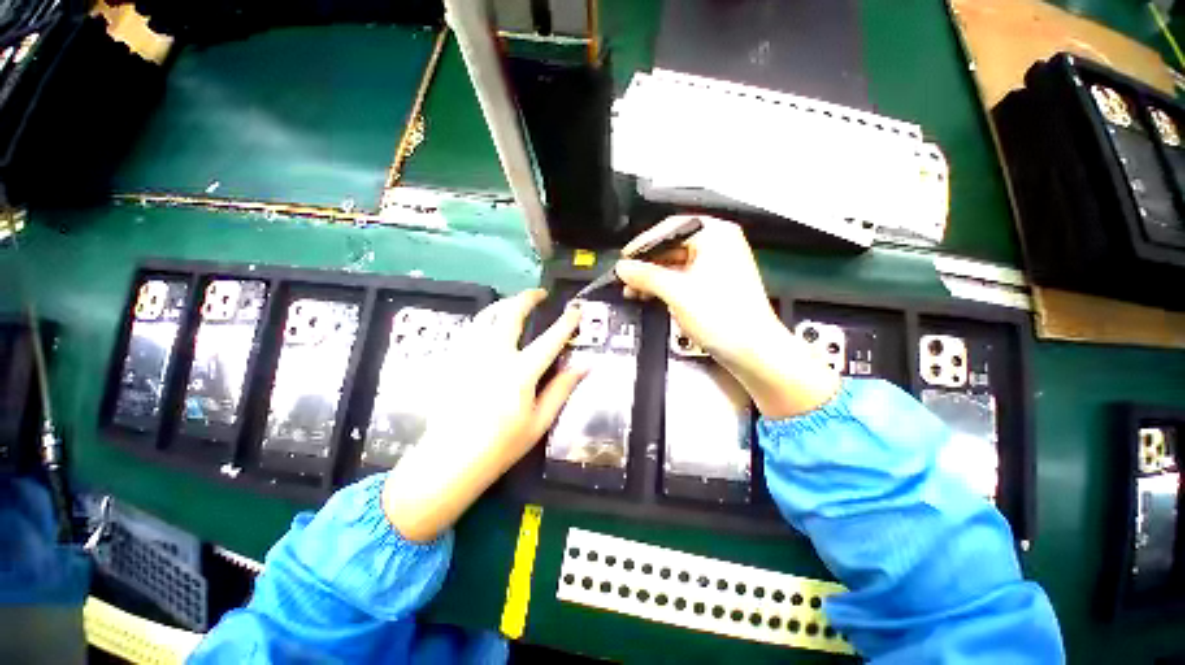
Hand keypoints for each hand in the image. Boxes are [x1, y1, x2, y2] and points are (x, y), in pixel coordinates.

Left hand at [383, 289, 583, 541]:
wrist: (450, 462)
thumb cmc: (501, 446)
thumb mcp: (539, 422)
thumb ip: (561, 389)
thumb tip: (584, 366)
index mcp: (520, 373)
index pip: (550, 339)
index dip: (566, 323)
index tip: (576, 311)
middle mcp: (494, 356)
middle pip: (511, 314)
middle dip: (527, 298)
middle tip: (538, 294)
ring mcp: (469, 355)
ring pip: (486, 315)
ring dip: (503, 304)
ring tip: (514, 303)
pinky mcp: (453, 361)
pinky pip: (469, 329)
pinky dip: (484, 319)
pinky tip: (489, 324)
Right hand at [616, 215, 839, 418]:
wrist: (752, 351)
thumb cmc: (722, 317)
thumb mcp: (677, 292)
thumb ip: (646, 276)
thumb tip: (622, 268)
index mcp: (716, 235)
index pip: (670, 228)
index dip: (643, 243)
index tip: (625, 258)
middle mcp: (719, 245)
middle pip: (672, 247)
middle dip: (647, 265)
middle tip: (627, 278)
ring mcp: (719, 266)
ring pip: (677, 265)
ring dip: (654, 278)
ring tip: (634, 291)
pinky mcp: (716, 286)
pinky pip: (684, 279)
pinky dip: (667, 287)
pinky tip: (652, 297)